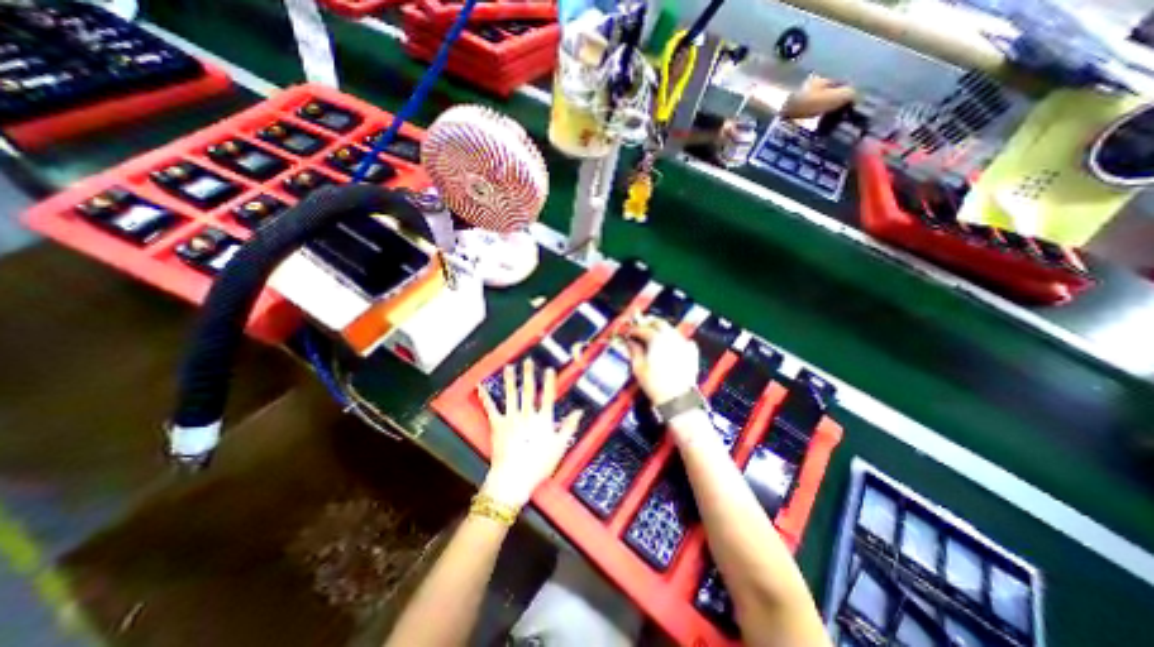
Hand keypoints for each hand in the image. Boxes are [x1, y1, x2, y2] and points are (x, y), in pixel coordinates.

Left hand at [477, 358, 586, 509]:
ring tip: (509, 367)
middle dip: (528, 375)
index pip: (547, 396)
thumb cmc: (538, 465)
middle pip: (528, 391)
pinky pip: (491, 408)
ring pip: (511, 395)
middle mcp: (527, 415)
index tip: (549, 369)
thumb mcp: (559, 447)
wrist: (513, 479)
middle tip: (528, 361)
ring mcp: (511, 419)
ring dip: (510, 380)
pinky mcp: (497, 425)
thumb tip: (579, 412)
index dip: (549, 382)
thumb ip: (568, 427)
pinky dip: (485, 397)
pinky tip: (481, 387)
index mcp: (542, 419)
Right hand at [627, 317, 698, 402]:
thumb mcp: (638, 368)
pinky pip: (684, 340)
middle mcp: (672, 338)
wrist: (677, 399)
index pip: (643, 329)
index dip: (634, 330)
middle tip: (640, 328)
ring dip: (661, 330)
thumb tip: (630, 342)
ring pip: (671, 330)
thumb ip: (634, 351)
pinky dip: (675, 339)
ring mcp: (683, 344)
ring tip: (653, 336)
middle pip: (660, 323)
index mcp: (657, 340)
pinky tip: (671, 345)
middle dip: (649, 323)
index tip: (628, 334)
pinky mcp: (691, 353)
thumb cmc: (654, 384)